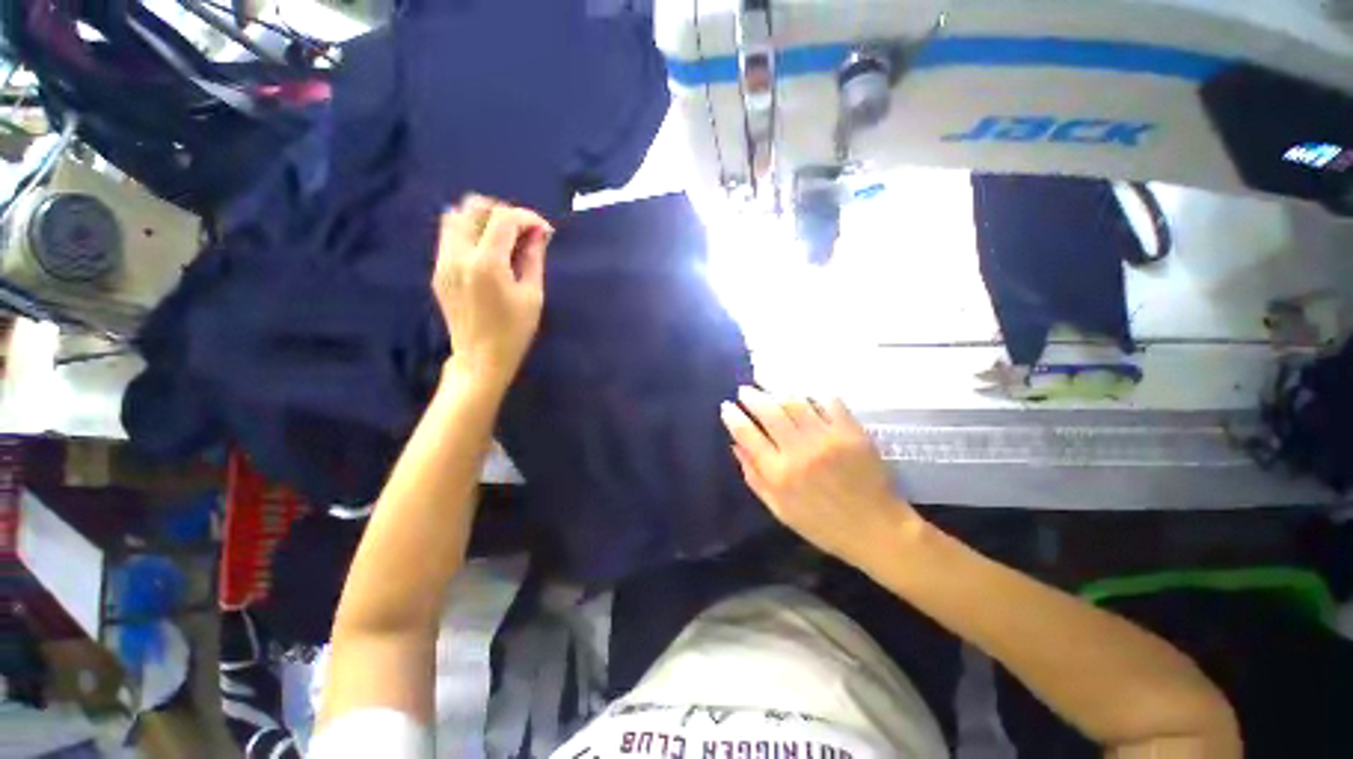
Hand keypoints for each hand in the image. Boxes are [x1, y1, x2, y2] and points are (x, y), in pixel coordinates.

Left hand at [434, 195, 552, 389]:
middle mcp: (459, 255)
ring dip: (482, 219)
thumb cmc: (515, 331)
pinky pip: (449, 237)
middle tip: (523, 232)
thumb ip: (533, 258)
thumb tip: (538, 233)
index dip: (528, 218)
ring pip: (455, 217)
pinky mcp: (438, 271)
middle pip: (474, 207)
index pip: (504, 218)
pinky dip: (470, 233)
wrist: (480, 358)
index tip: (544, 231)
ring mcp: (443, 262)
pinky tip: (487, 253)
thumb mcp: (533, 295)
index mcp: (486, 263)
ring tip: (503, 238)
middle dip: (503, 212)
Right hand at [721, 386, 920, 568]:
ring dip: (777, 391)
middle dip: (751, 397)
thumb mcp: (779, 509)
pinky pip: (828, 401)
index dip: (733, 417)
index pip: (747, 434)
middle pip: (769, 411)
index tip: (727, 407)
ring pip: (795, 401)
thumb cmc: (823, 525)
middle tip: (744, 391)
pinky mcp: (851, 431)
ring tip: (768, 387)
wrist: (877, 529)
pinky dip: (813, 394)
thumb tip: (736, 445)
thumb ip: (754, 477)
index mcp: (779, 474)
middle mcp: (799, 451)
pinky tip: (805, 394)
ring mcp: (827, 438)